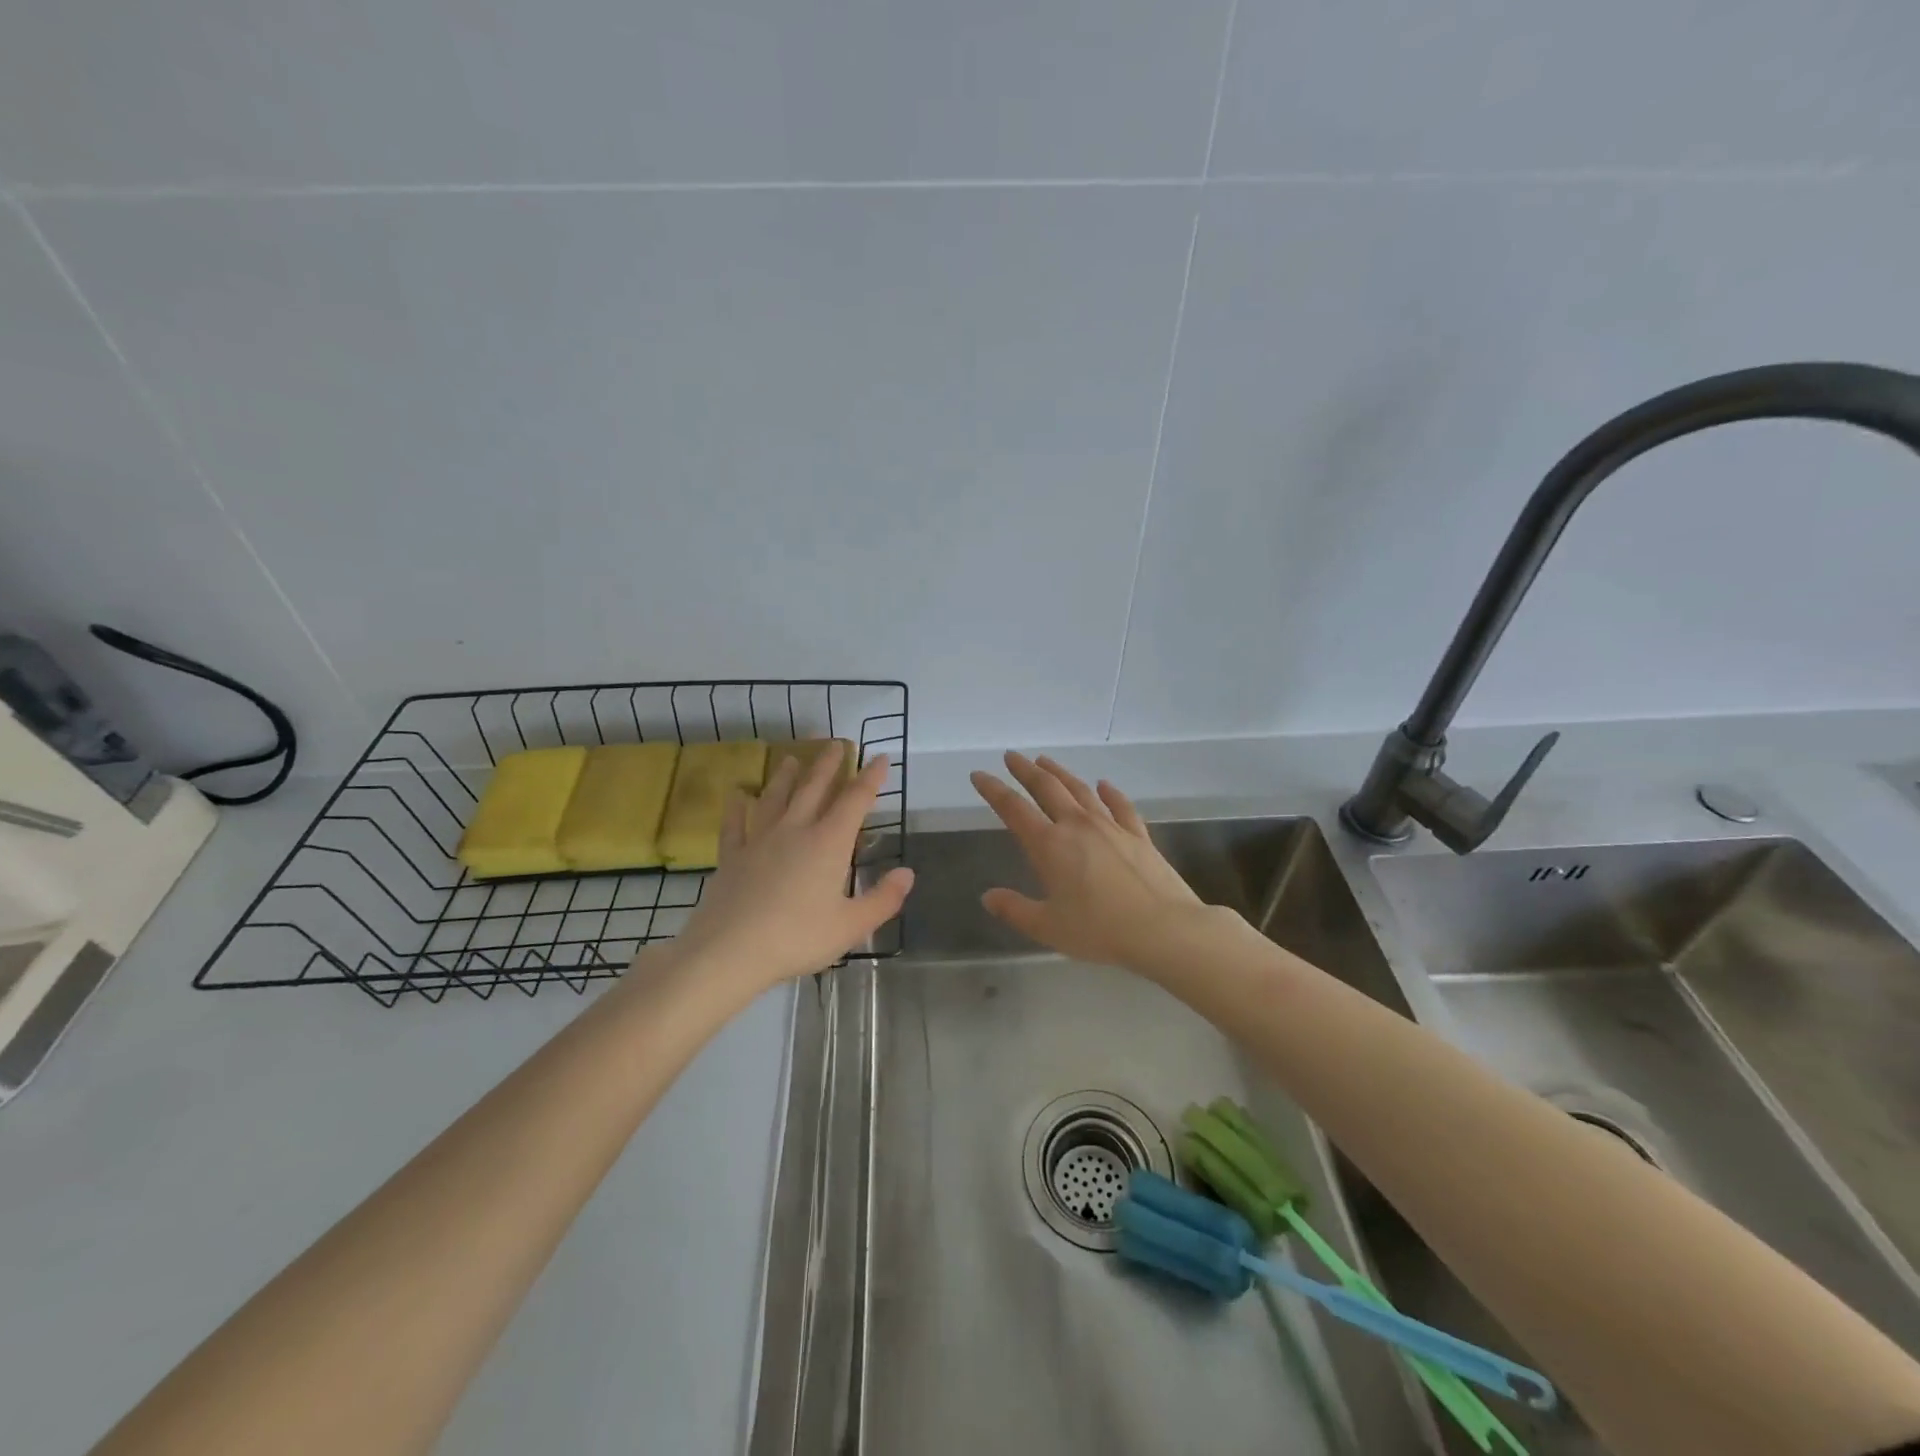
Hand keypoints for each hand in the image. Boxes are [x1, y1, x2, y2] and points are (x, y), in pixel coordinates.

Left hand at [670, 749, 913, 991]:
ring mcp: (760, 840)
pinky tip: (737, 794)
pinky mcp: (732, 856)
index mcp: (829, 843)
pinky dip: (737, 807)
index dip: (870, 778)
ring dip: (785, 777)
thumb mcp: (851, 926)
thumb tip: (908, 873)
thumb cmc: (798, 937)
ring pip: (776, 798)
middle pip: (814, 788)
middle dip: (828, 765)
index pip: (855, 801)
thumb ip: (883, 899)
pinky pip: (735, 824)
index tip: (879, 757)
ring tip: (790, 758)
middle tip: (836, 743)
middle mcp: (795, 831)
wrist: (730, 950)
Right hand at [969, 752, 1206, 968]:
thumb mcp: (1048, 927)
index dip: (993, 790)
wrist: (1164, 929)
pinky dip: (1110, 793)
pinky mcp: (1138, 835)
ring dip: (1060, 773)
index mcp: (1049, 846)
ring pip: (1080, 790)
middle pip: (1047, 788)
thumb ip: (1015, 909)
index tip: (979, 775)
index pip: (1013, 809)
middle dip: (1025, 770)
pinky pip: (1121, 805)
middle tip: (1012, 756)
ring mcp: (1111, 826)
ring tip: (1046, 761)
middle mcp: (1077, 826)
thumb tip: (988, 897)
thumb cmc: (1100, 930)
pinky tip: (1104, 785)